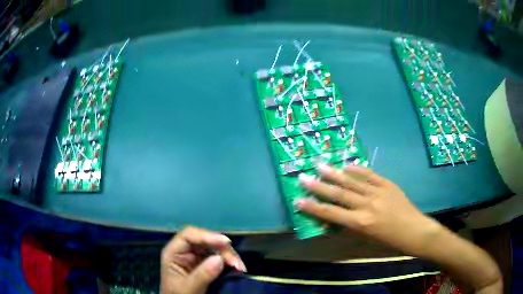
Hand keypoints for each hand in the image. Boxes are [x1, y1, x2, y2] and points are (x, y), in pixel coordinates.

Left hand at [160, 226, 245, 293]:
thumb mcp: (188, 288)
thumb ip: (202, 274)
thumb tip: (219, 258)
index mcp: (173, 253)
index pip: (188, 235)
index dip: (207, 235)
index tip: (226, 242)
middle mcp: (185, 252)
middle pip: (205, 241)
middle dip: (223, 249)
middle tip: (237, 264)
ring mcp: (196, 258)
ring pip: (215, 248)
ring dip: (229, 256)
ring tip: (240, 268)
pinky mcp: (206, 265)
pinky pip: (219, 258)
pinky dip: (229, 262)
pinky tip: (237, 269)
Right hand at [295, 164, 441, 256]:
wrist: (414, 230)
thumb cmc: (389, 241)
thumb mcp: (367, 238)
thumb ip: (351, 226)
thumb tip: (336, 217)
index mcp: (360, 223)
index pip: (331, 213)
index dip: (313, 207)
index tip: (298, 200)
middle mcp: (367, 205)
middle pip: (339, 194)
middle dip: (319, 186)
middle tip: (303, 177)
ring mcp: (378, 192)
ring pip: (352, 181)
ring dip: (335, 173)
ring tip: (320, 165)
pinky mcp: (387, 184)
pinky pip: (370, 174)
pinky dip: (357, 169)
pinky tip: (347, 165)